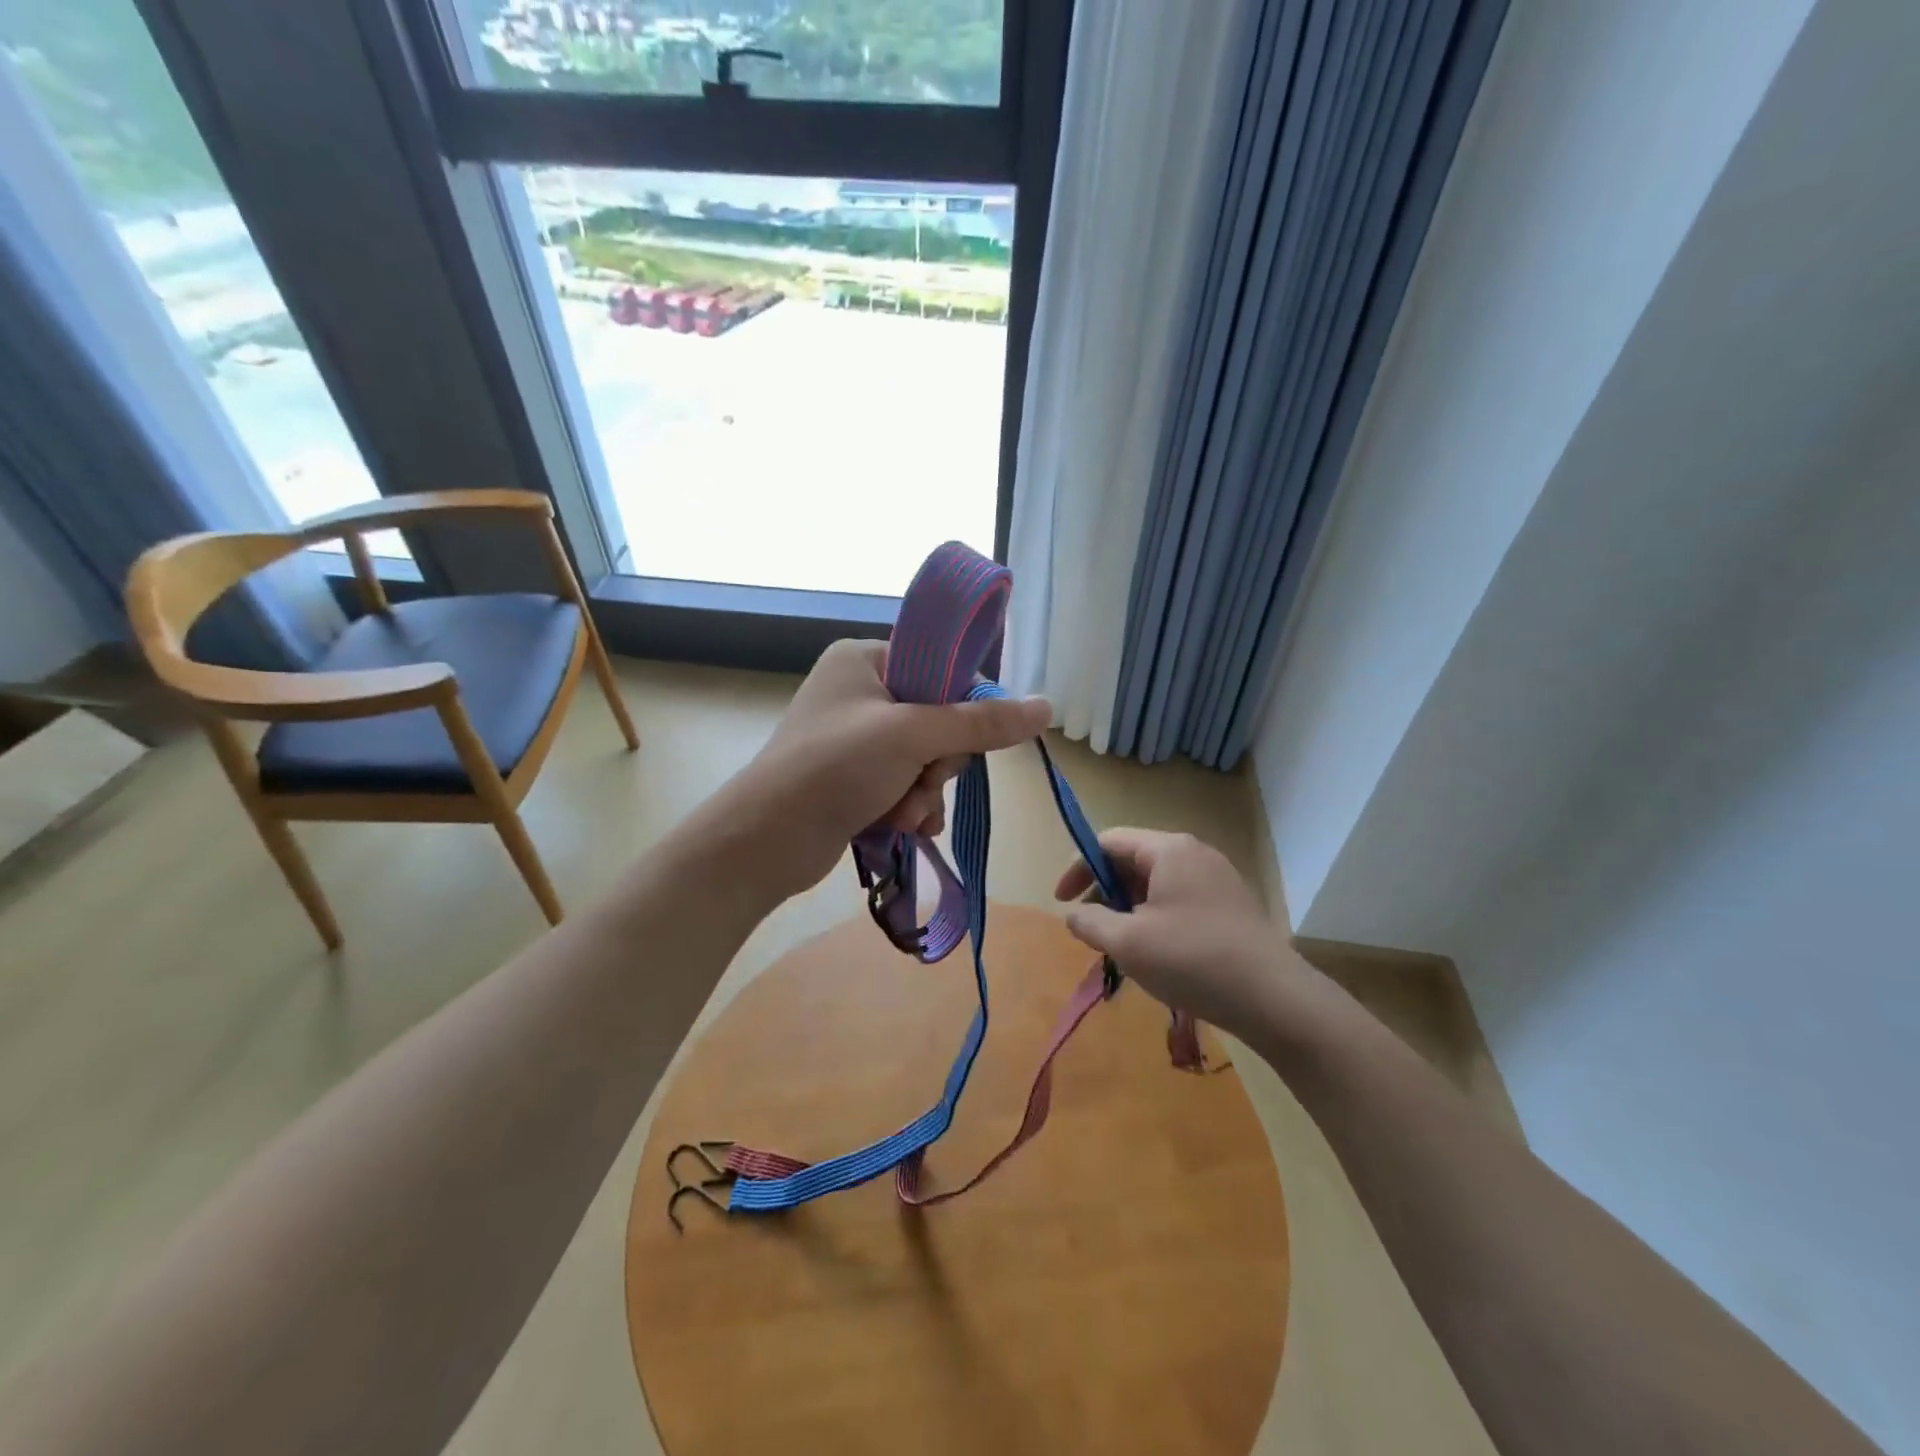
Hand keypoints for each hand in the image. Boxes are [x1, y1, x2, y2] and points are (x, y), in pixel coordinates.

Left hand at [731, 639, 1050, 898]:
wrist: (765, 840)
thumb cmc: (835, 767)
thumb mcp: (914, 736)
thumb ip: (981, 722)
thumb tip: (1046, 707)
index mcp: (865, 659)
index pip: (941, 668)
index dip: (962, 706)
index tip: (962, 738)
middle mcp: (859, 692)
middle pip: (937, 720)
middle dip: (937, 763)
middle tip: (922, 779)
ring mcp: (854, 739)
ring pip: (924, 760)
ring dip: (925, 792)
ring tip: (905, 813)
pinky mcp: (851, 779)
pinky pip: (903, 784)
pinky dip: (909, 807)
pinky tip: (904, 826)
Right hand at [1055, 829, 1295, 1035]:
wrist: (1274, 999)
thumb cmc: (1193, 960)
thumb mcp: (1127, 942)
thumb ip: (1090, 921)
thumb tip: (1075, 915)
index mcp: (1169, 850)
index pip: (1108, 843)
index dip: (1078, 869)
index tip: (1062, 903)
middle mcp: (1194, 854)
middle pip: (1133, 861)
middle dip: (1105, 892)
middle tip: (1093, 929)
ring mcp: (1217, 879)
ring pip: (1156, 884)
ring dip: (1129, 909)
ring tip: (1122, 946)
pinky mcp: (1231, 906)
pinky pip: (1179, 900)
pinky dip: (1155, 918)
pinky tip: (1157, 954)